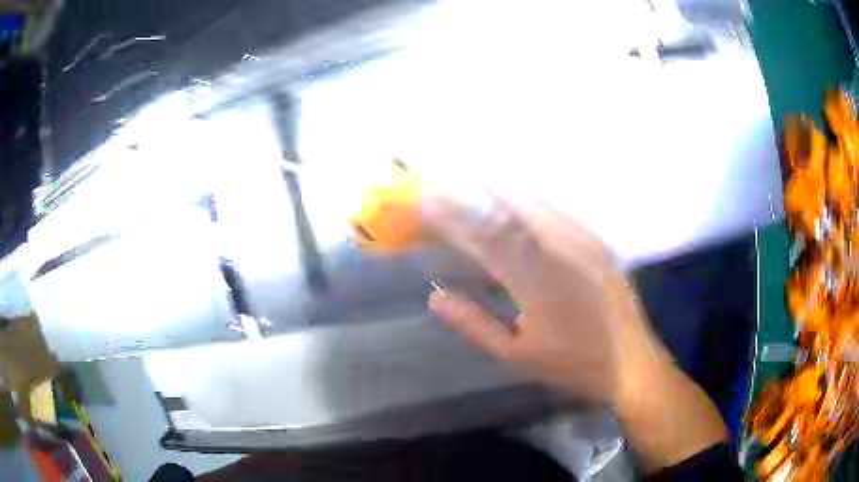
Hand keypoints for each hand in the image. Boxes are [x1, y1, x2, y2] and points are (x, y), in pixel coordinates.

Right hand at [423, 194, 728, 472]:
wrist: (632, 363)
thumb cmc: (573, 364)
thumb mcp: (517, 355)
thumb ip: (475, 324)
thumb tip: (435, 295)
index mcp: (532, 284)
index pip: (481, 243)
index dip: (452, 221)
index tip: (426, 205)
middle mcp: (556, 255)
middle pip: (504, 219)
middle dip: (472, 199)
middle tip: (445, 185)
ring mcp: (581, 245)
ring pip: (533, 206)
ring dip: (502, 190)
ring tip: (475, 176)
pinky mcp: (598, 243)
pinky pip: (559, 212)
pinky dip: (534, 199)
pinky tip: (521, 192)